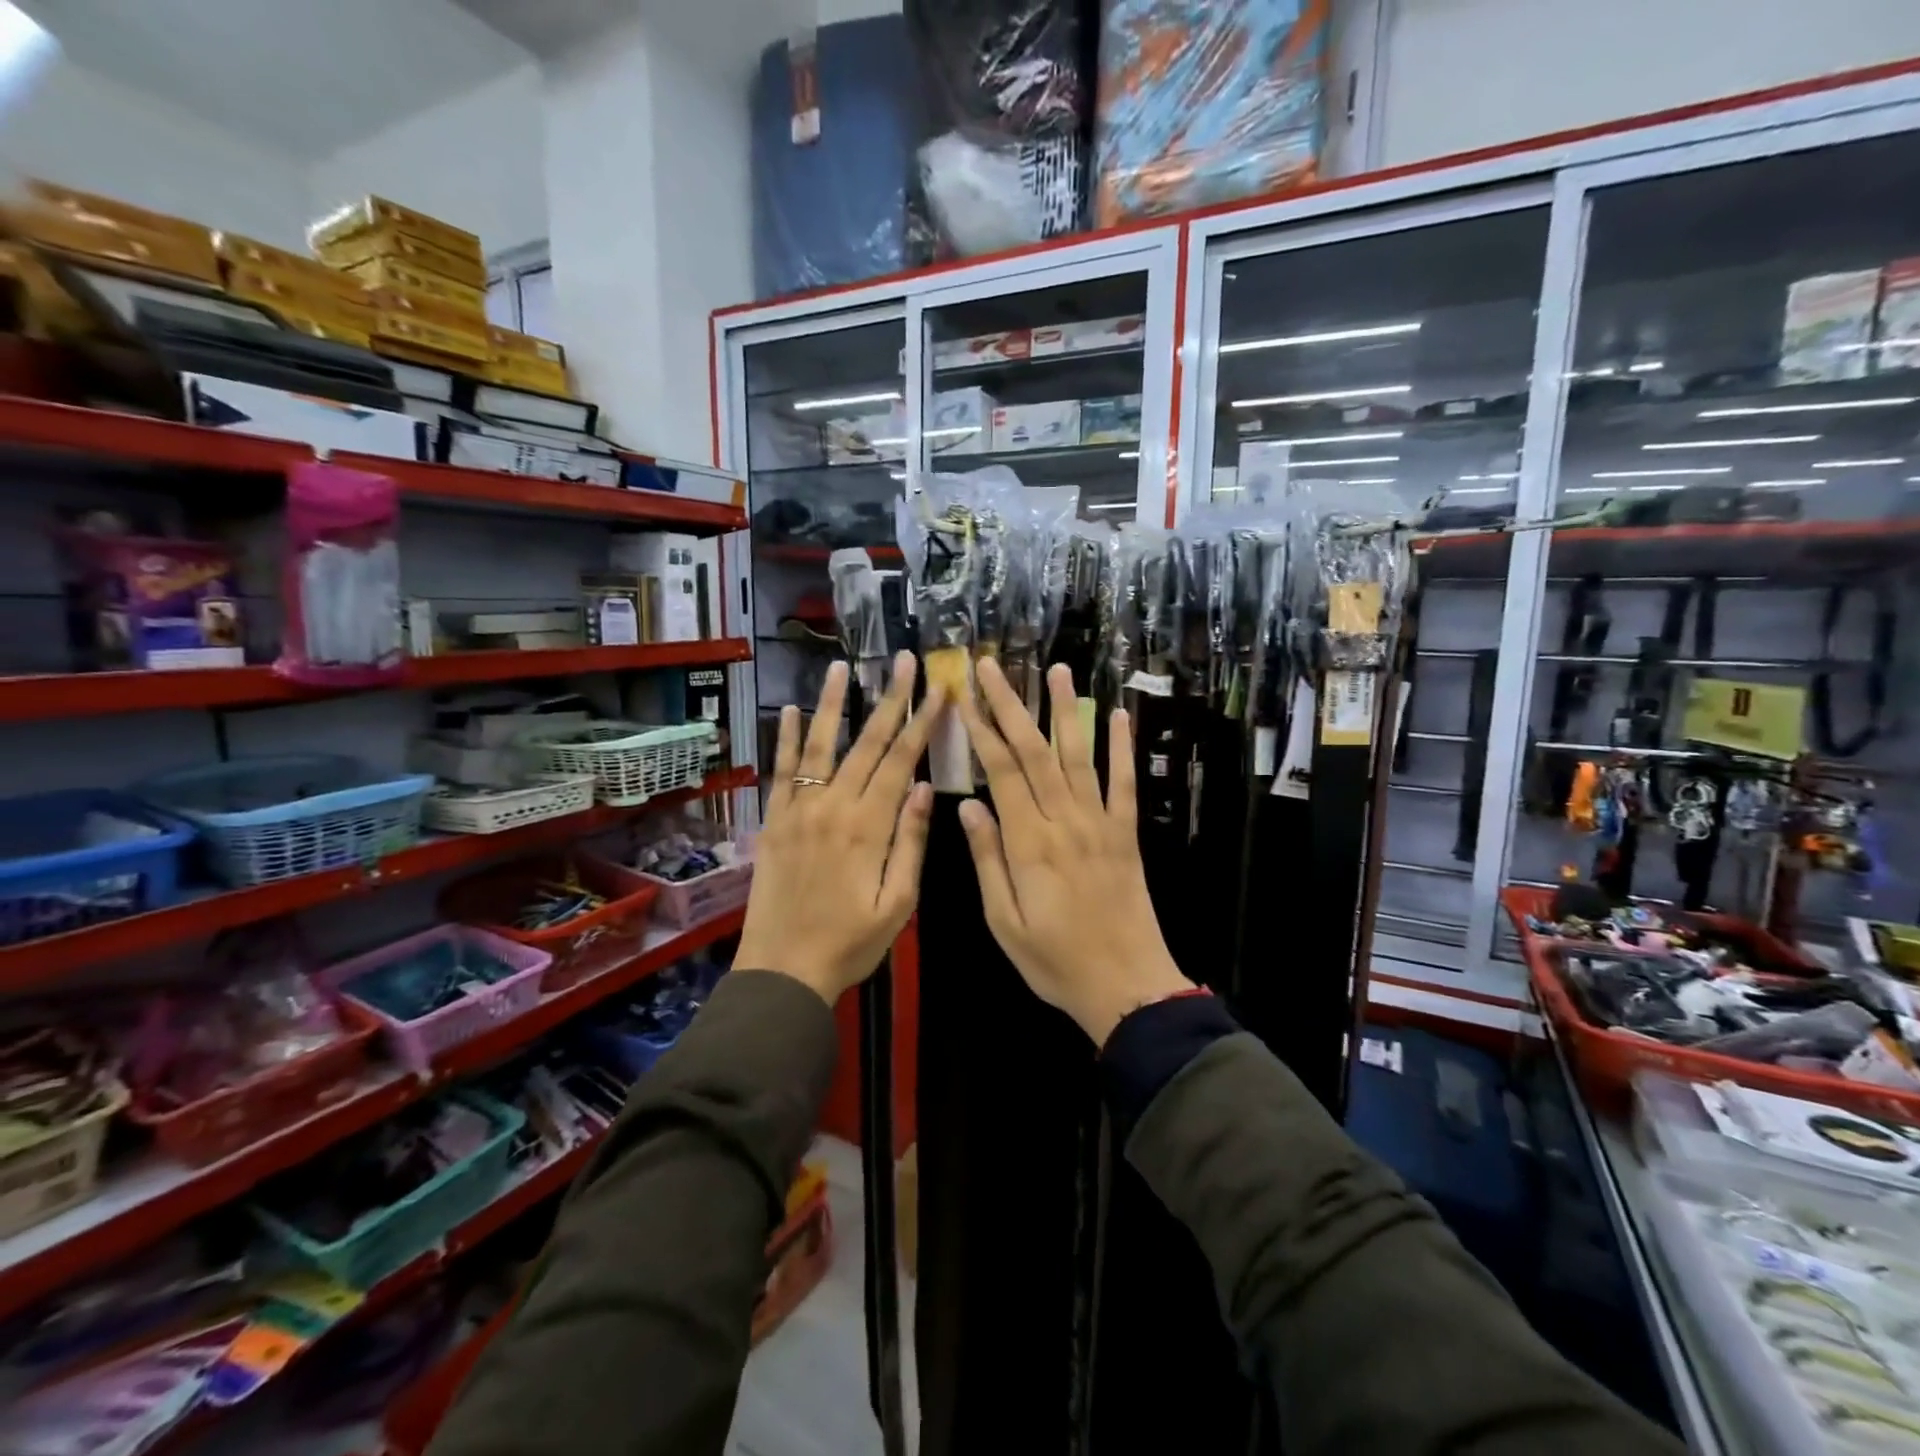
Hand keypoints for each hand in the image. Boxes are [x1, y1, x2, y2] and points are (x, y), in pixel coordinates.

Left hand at [735, 653, 941, 1005]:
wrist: (782, 970)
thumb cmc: (850, 943)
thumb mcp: (898, 903)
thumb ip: (911, 841)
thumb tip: (927, 787)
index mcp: (868, 826)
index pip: (902, 762)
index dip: (922, 722)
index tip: (938, 689)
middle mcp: (832, 806)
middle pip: (866, 743)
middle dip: (889, 699)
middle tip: (903, 661)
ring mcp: (798, 809)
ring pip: (818, 745)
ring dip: (831, 703)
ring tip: (841, 666)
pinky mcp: (775, 820)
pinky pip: (781, 770)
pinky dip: (785, 738)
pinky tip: (789, 710)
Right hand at [954, 658, 1192, 1045]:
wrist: (1125, 985)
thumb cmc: (1055, 960)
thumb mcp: (1004, 921)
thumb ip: (987, 859)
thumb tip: (968, 804)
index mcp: (1029, 843)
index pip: (1001, 771)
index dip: (981, 728)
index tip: (963, 694)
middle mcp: (1065, 821)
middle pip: (1034, 751)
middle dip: (1009, 704)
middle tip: (991, 666)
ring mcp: (1101, 823)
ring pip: (1078, 755)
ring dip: (1064, 709)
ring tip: (1055, 670)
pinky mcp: (1126, 833)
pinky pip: (1123, 782)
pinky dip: (1120, 746)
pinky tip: (1116, 715)